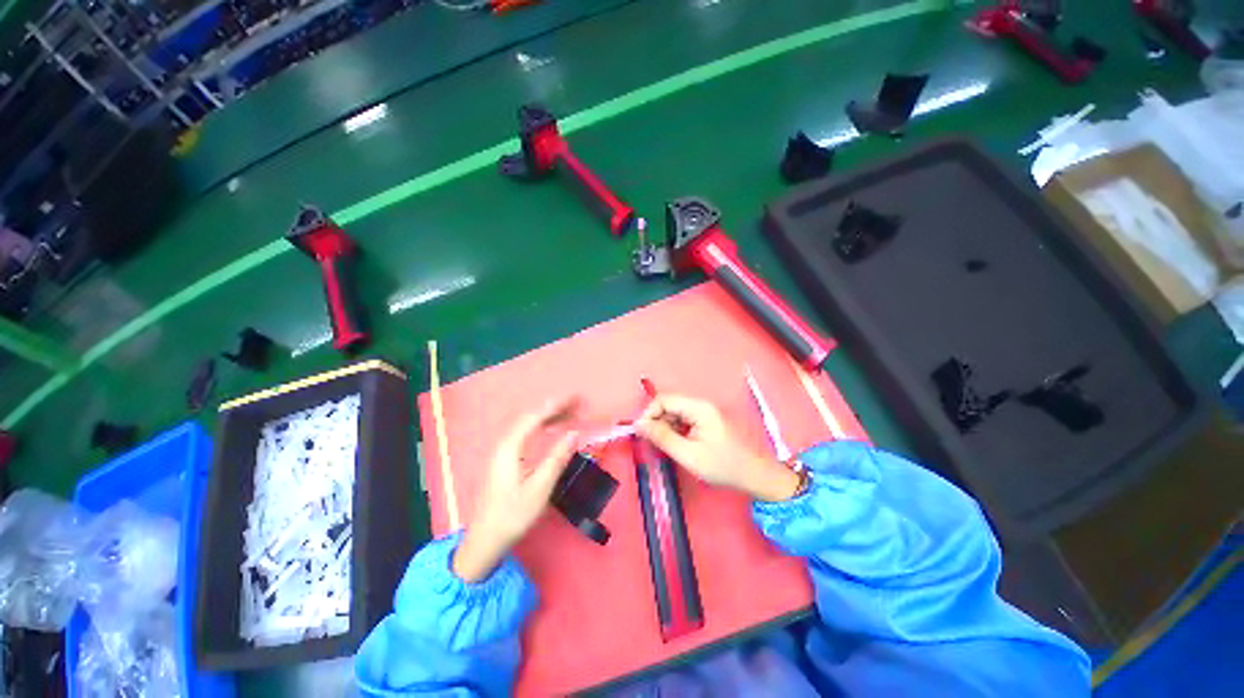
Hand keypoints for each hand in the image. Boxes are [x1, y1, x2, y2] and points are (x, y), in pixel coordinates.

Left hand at [453, 399, 578, 582]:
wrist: (485, 541)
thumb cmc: (512, 515)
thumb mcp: (539, 489)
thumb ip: (557, 459)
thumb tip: (574, 433)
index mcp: (510, 448)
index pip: (535, 417)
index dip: (556, 405)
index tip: (575, 398)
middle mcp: (504, 444)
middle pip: (530, 418)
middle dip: (554, 408)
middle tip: (576, 404)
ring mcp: (502, 452)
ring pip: (527, 425)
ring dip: (548, 416)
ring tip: (568, 413)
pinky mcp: (504, 460)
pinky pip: (525, 434)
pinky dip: (541, 427)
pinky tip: (550, 430)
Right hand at [635, 394, 800, 502]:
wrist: (755, 475)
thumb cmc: (723, 465)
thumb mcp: (689, 455)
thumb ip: (662, 438)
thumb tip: (639, 425)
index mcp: (699, 408)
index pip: (664, 399)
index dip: (648, 414)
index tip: (641, 433)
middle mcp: (701, 405)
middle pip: (669, 404)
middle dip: (656, 421)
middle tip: (652, 443)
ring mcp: (705, 412)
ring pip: (675, 412)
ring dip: (665, 426)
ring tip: (666, 447)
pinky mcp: (707, 420)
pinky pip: (684, 419)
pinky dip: (675, 430)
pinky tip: (677, 445)